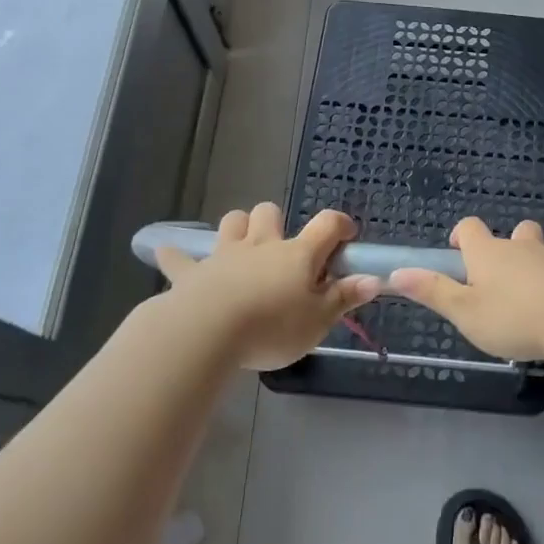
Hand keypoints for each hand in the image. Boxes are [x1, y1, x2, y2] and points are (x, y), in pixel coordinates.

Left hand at [154, 204, 379, 369]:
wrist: (208, 331)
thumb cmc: (272, 327)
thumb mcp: (318, 321)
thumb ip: (344, 298)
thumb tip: (374, 279)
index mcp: (298, 254)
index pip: (327, 224)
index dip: (340, 224)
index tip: (346, 236)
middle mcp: (262, 245)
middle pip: (269, 212)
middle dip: (276, 222)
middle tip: (281, 250)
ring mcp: (224, 255)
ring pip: (232, 222)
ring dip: (237, 229)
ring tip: (241, 248)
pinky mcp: (191, 272)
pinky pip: (179, 257)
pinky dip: (176, 256)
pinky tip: (170, 256)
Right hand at [389, 217, 543, 362]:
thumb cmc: (512, 317)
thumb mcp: (464, 312)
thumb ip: (432, 292)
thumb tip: (396, 273)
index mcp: (488, 253)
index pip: (470, 227)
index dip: (462, 235)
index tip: (459, 252)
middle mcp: (521, 247)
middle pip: (517, 229)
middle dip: (511, 243)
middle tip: (505, 273)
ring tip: (543, 276)